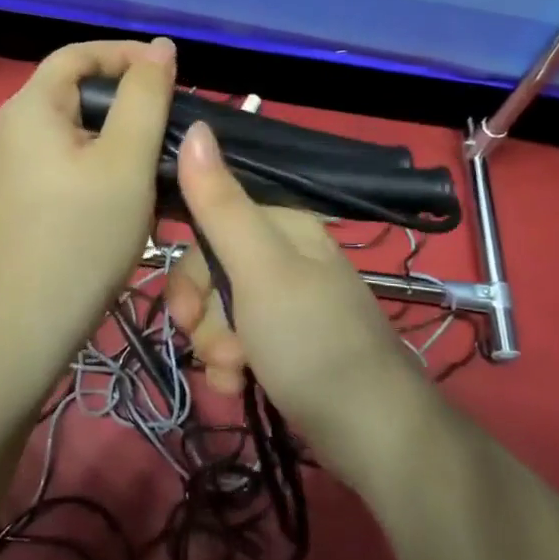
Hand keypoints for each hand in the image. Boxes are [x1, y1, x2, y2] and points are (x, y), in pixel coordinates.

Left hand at [0, 39, 177, 371]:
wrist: (23, 324)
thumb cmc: (82, 236)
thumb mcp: (126, 161)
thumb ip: (146, 97)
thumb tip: (159, 47)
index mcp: (32, 106)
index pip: (79, 54)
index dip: (126, 54)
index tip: (172, 73)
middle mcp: (14, 127)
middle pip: (76, 90)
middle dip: (127, 97)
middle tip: (172, 121)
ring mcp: (13, 166)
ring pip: (75, 129)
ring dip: (118, 134)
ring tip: (157, 158)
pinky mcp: (20, 197)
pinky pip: (65, 160)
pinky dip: (100, 162)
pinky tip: (126, 192)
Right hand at [163, 121, 438, 475]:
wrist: (374, 433)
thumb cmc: (312, 340)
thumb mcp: (259, 268)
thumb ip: (220, 202)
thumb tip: (196, 126)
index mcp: (283, 226)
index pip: (209, 225)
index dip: (189, 269)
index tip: (185, 310)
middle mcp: (284, 256)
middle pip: (211, 272)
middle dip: (203, 316)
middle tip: (216, 349)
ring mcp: (287, 302)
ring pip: (220, 311)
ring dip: (215, 347)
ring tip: (235, 375)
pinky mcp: (287, 343)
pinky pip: (238, 342)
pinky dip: (231, 366)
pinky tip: (239, 388)